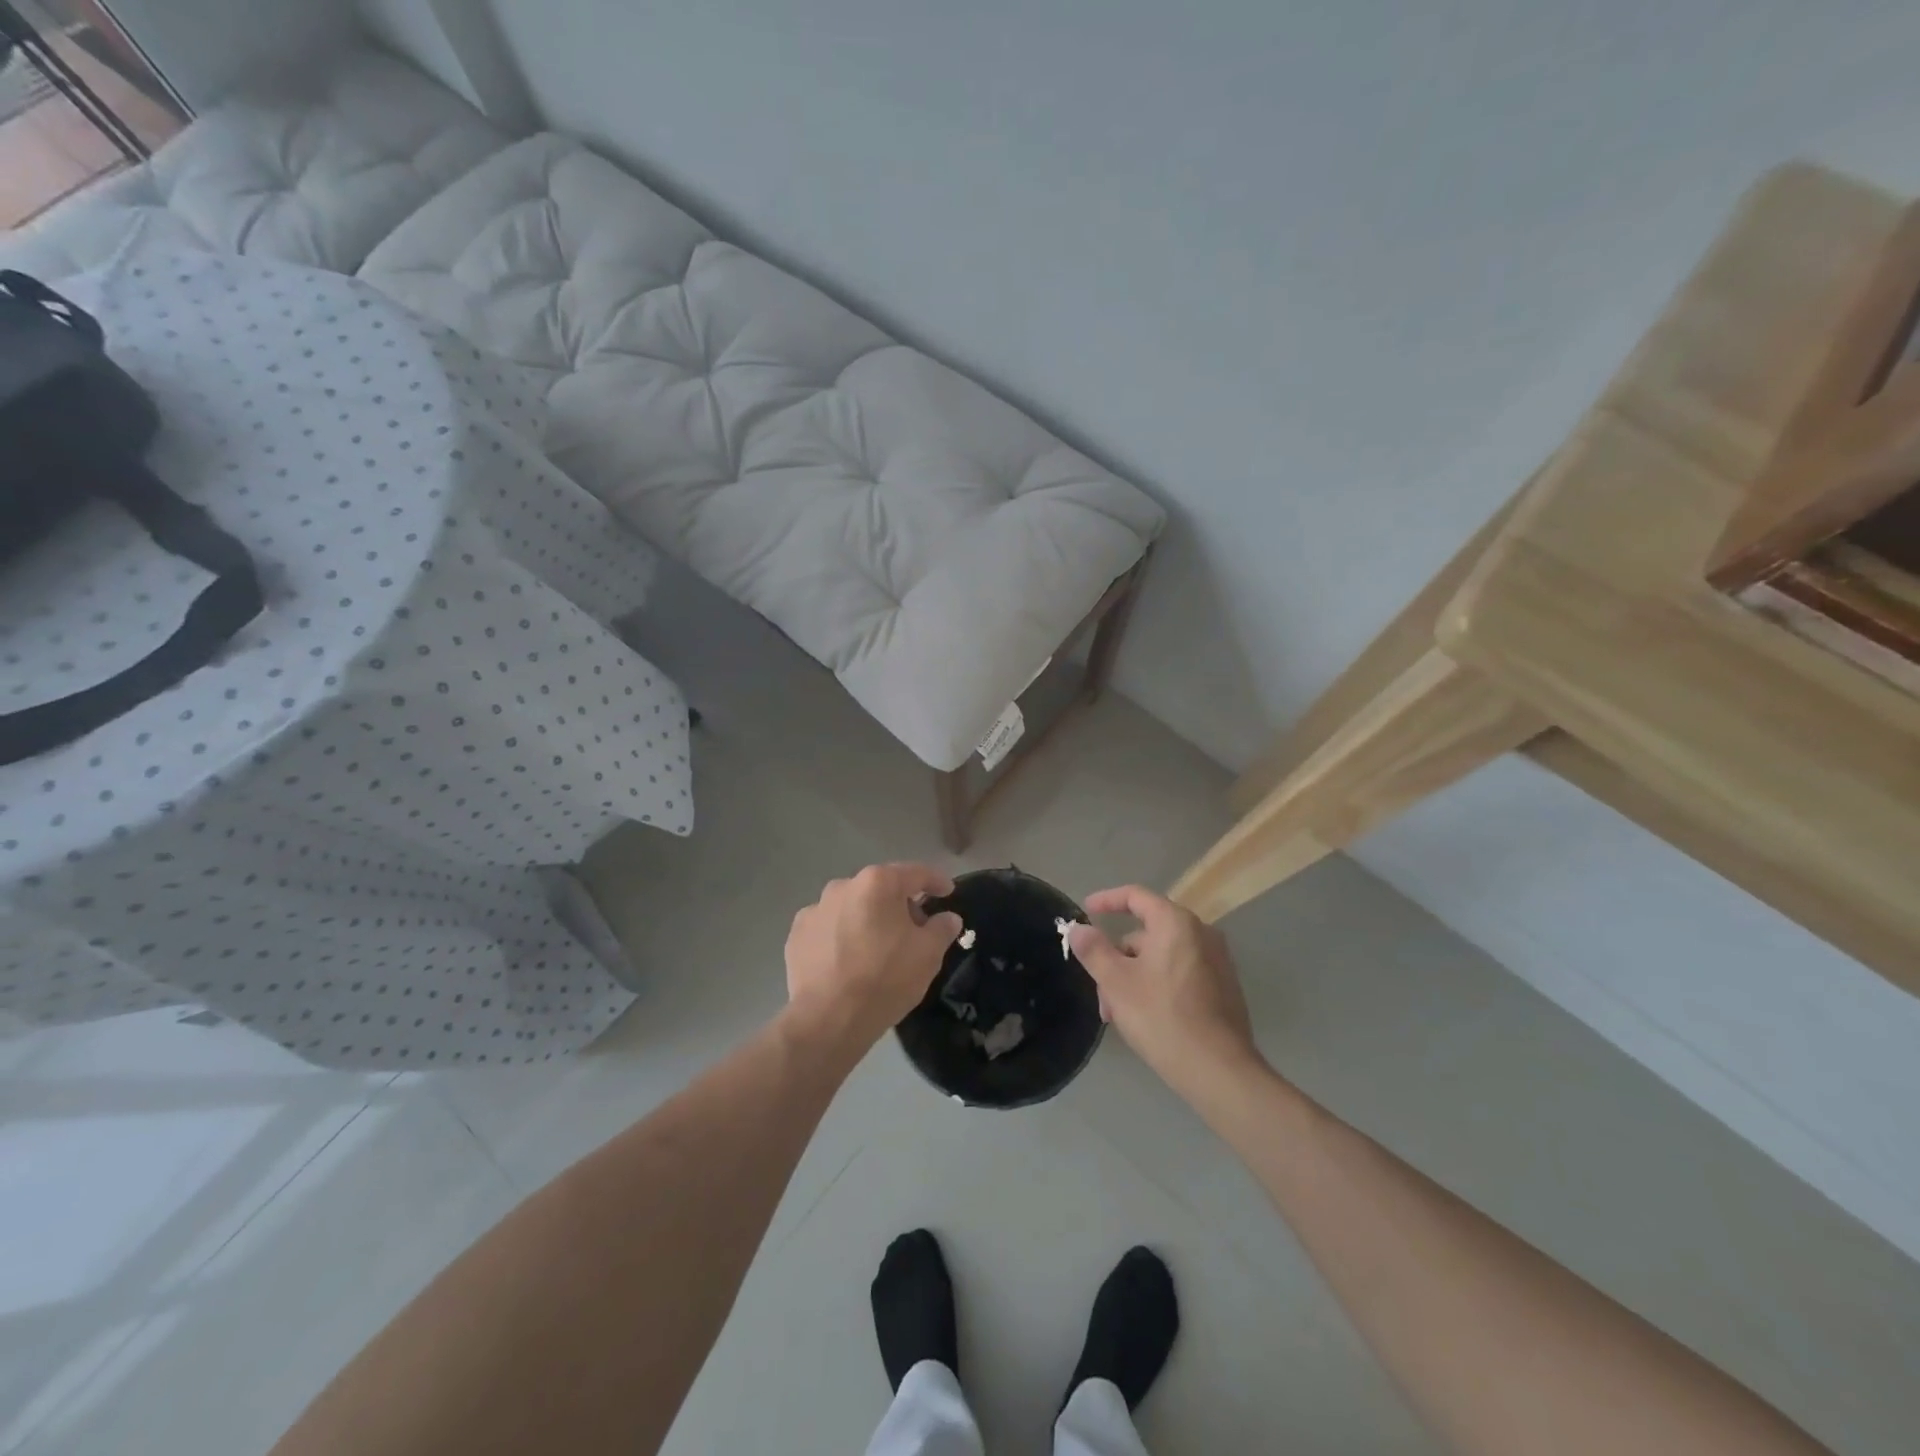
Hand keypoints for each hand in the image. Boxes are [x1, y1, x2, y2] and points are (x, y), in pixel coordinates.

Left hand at [785, 863, 962, 1046]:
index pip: (916, 873)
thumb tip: (948, 918)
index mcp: (878, 883)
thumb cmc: (886, 978)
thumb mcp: (928, 954)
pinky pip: (828, 928)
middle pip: (880, 888)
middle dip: (899, 904)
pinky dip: (841, 937)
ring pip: (852, 907)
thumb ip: (942, 928)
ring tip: (877, 948)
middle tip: (914, 930)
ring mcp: (815, 909)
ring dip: (867, 919)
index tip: (947, 892)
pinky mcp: (796, 935)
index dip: (936, 881)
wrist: (829, 1019)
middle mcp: (843, 886)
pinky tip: (848, 960)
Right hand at [1068, 885, 1260, 1097]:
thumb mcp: (1116, 983)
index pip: (1136, 896)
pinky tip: (1144, 1018)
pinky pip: (1180, 974)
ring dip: (1133, 978)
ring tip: (1117, 1015)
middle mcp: (1201, 934)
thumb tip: (1078, 929)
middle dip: (1117, 959)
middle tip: (1100, 992)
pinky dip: (1157, 986)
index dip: (1107, 900)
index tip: (1086, 911)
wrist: (1219, 1070)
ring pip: (1161, 958)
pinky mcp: (1223, 988)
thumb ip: (1093, 950)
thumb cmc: (1162, 1017)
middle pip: (1146, 934)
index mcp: (1176, 923)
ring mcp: (1217, 962)